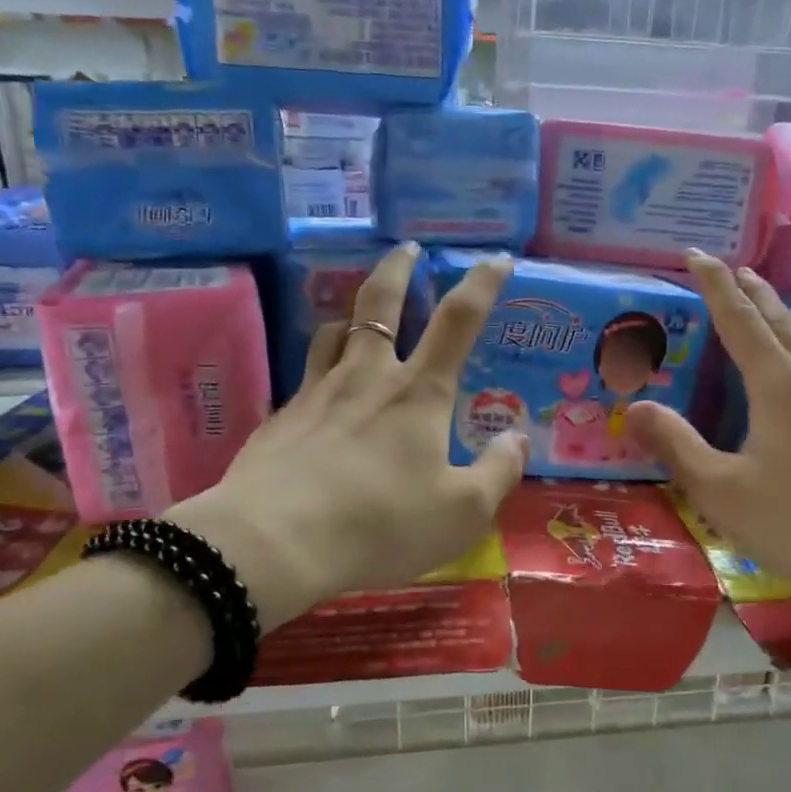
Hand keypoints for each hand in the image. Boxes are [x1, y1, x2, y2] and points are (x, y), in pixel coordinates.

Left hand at [170, 244, 525, 630]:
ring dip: (351, 315)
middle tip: (407, 249)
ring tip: (359, 320)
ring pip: (333, 332)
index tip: (497, 259)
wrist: (273, 543)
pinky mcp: (281, 418)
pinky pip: (306, 378)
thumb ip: (498, 472)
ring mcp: (316, 393)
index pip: (458, 320)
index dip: (482, 284)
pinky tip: (322, 400)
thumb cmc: (380, 524)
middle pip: (380, 302)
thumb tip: (517, 439)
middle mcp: (367, 377)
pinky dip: (322, 371)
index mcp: (418, 393)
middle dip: (399, 268)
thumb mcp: (462, 512)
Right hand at [625, 253, 790, 614]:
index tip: (696, 254)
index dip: (714, 284)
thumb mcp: (722, 491)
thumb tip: (635, 408)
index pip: (740, 317)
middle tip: (731, 269)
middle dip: (752, 291)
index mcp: (781, 383)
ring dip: (778, 318)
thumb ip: (677, 445)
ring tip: (760, 309)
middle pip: (780, 318)